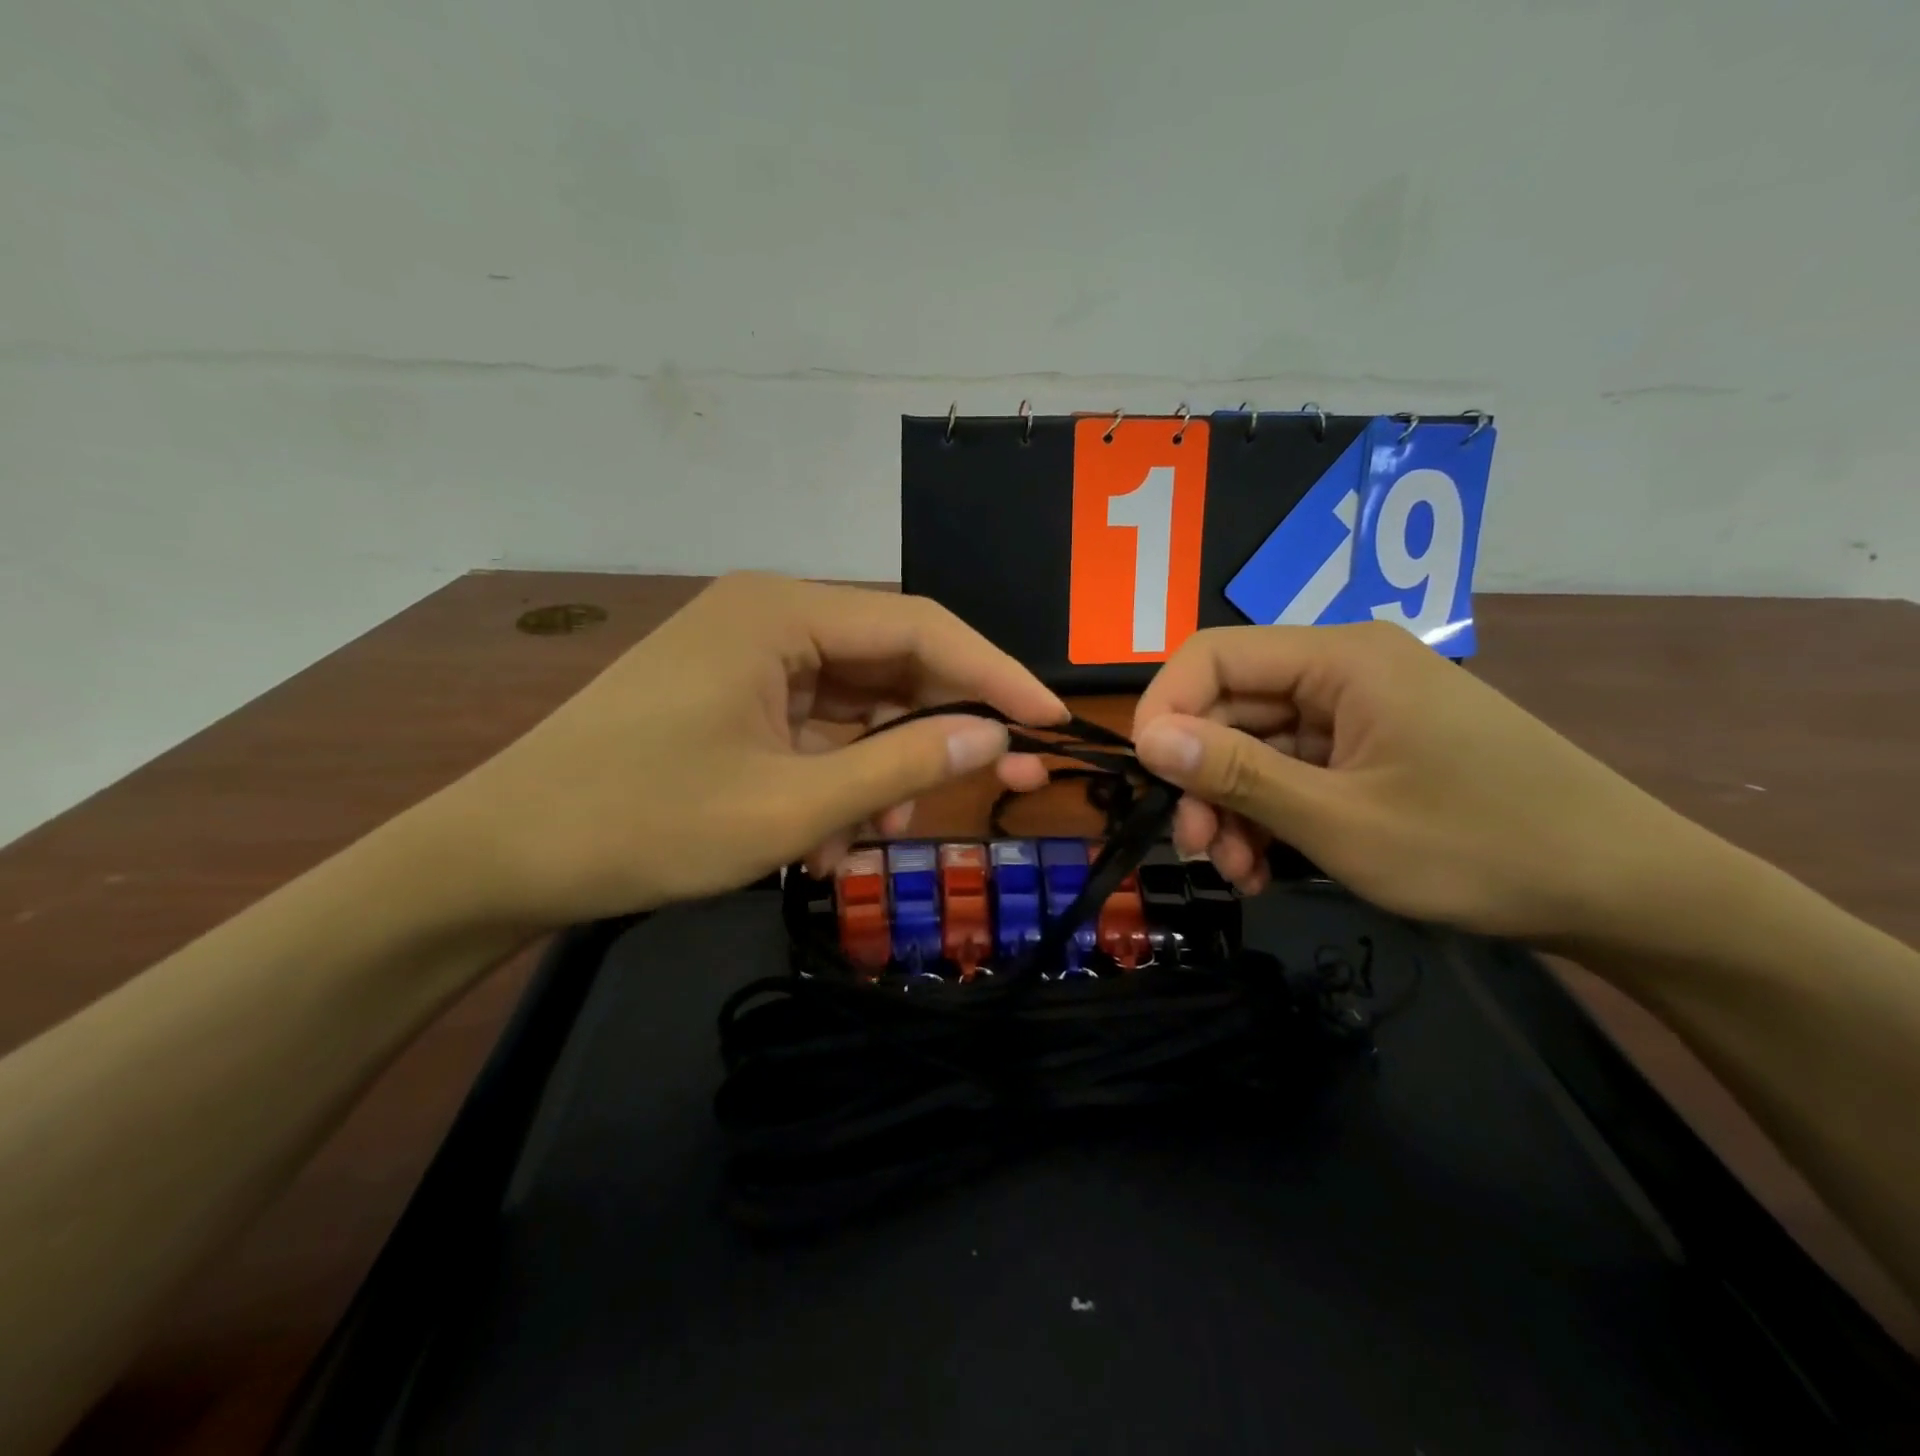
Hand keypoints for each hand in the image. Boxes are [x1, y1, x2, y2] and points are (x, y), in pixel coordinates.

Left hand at [434, 574, 1065, 928]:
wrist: (503, 855)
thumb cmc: (643, 823)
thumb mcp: (789, 805)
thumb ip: (900, 763)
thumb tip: (994, 736)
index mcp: (782, 613)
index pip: (921, 628)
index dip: (994, 675)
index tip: (1051, 722)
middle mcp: (770, 617)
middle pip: (891, 664)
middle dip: (939, 732)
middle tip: (1003, 783)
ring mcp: (748, 659)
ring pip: (854, 706)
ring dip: (878, 771)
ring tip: (870, 839)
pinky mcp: (732, 698)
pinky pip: (813, 729)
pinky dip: (833, 779)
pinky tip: (823, 839)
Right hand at [1130, 621, 1701, 943]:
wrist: (1625, 892)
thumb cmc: (1480, 847)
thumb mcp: (1339, 820)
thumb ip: (1236, 773)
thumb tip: (1146, 738)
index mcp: (1340, 659)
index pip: (1211, 655)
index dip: (1164, 709)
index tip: (1147, 779)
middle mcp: (1344, 670)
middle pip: (1232, 706)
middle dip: (1203, 778)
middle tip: (1199, 850)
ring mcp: (1361, 712)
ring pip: (1258, 746)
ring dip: (1234, 807)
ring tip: (1238, 873)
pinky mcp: (1373, 749)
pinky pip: (1295, 770)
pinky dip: (1270, 815)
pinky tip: (1266, 867)